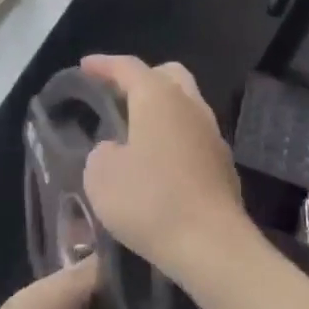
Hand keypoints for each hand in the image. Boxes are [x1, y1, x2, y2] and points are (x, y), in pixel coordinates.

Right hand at [81, 54, 245, 285]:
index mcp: (159, 98)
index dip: (104, 65)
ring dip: (160, 111)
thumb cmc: (150, 201)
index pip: (129, 67)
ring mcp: (213, 135)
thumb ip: (102, 152)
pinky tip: (157, 163)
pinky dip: (173, 138)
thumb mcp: (101, 176)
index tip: (85, 66)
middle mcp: (191, 106)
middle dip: (142, 79)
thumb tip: (116, 150)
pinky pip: (193, 137)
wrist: (211, 244)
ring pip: (185, 106)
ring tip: (134, 132)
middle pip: (168, 76)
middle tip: (116, 95)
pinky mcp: (223, 164)